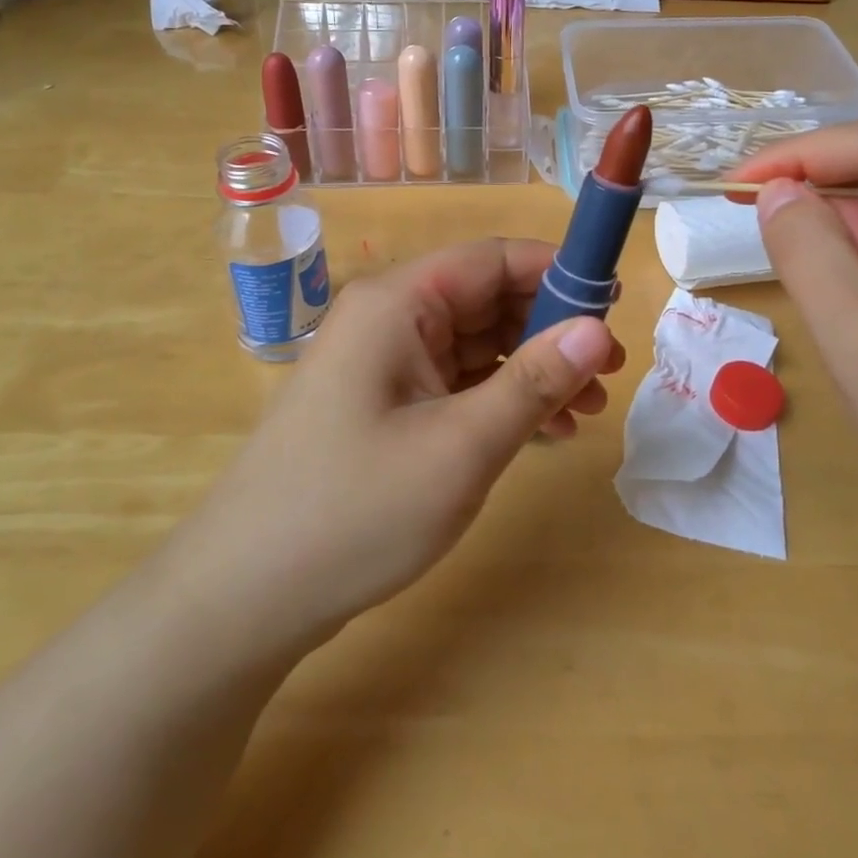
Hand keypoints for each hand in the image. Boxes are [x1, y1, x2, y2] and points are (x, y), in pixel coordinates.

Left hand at [168, 239, 625, 659]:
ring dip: (533, 369)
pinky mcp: (384, 403)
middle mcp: (389, 318)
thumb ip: (534, 381)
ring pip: (477, 343)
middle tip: (609, 374)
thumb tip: (599, 329)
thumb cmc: (355, 510)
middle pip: (488, 298)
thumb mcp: (462, 446)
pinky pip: (456, 381)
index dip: (559, 274)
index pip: (494, 259)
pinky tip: (542, 431)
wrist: (243, 598)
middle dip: (552, 330)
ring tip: (587, 411)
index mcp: (398, 302)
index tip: (613, 310)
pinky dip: (501, 398)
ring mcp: (384, 362)